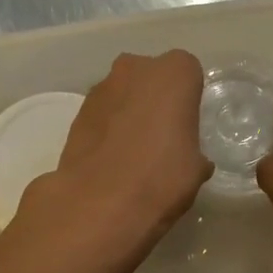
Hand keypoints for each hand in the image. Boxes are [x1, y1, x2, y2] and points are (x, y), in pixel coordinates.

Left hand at [17, 50, 211, 266]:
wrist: (99, 203)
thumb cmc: (161, 177)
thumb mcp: (196, 169)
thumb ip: (195, 152)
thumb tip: (192, 160)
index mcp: (174, 73)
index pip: (189, 72)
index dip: (189, 98)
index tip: (188, 124)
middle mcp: (136, 68)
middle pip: (151, 76)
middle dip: (156, 98)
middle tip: (162, 135)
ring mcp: (101, 88)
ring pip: (124, 93)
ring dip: (129, 111)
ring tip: (134, 151)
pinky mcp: (77, 112)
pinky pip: (103, 113)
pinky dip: (108, 128)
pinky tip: (112, 158)